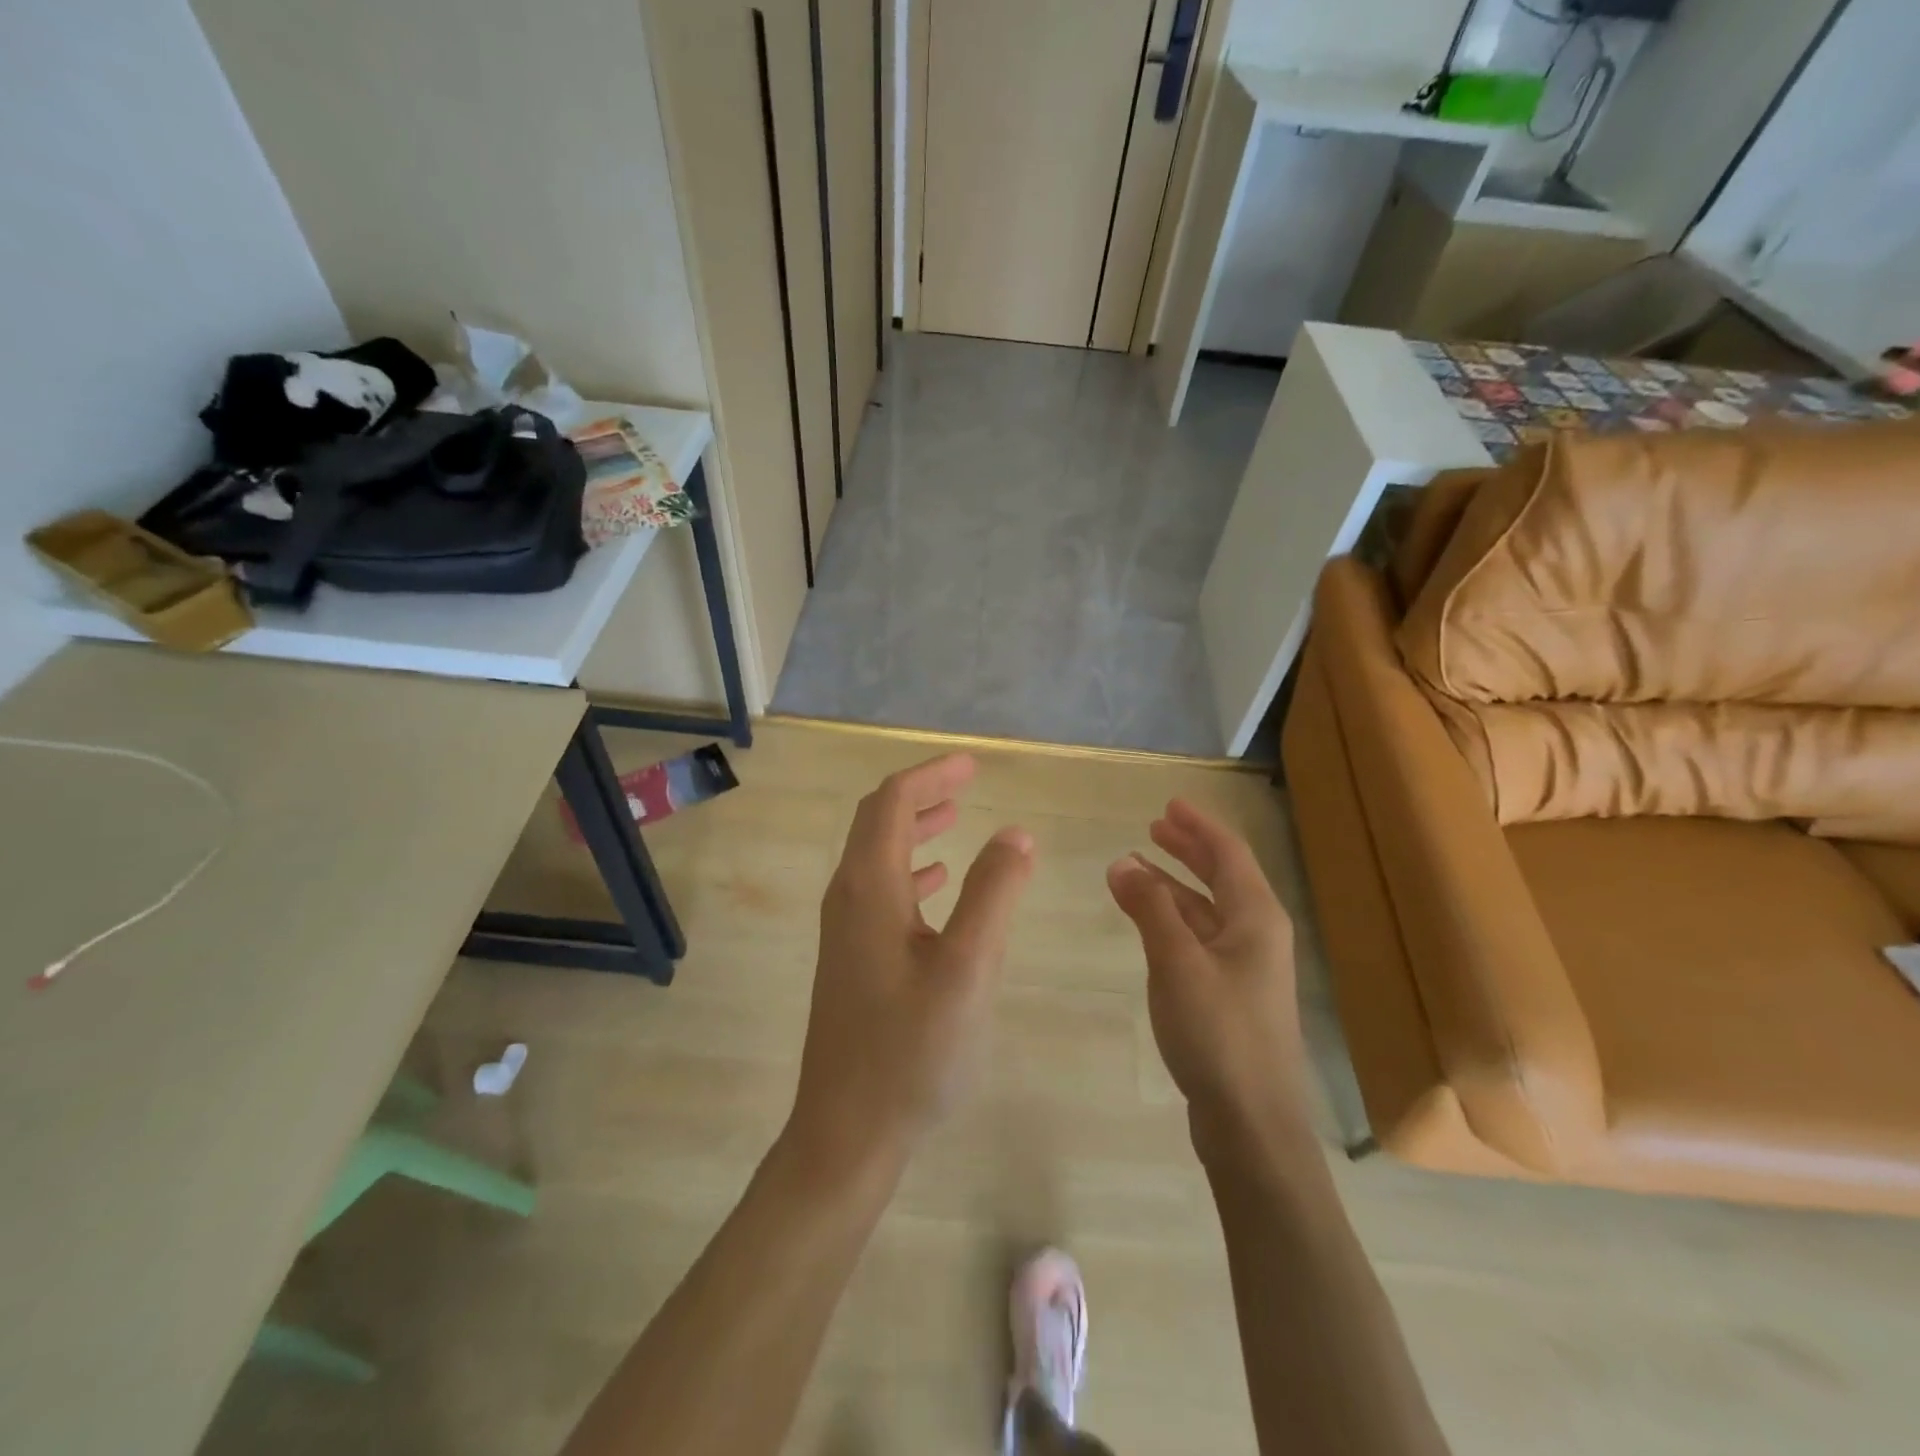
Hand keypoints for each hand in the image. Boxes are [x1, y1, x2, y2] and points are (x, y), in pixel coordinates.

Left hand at [786, 754, 1034, 1181]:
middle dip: (921, 794)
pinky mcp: (851, 958)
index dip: (932, 775)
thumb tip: (1015, 833)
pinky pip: (881, 892)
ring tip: (955, 818)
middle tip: (966, 782)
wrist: (846, 1132)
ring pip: (878, 856)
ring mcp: (845, 930)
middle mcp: (848, 897)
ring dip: (914, 829)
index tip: (973, 765)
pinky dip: (912, 870)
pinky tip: (938, 883)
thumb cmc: (910, 1050)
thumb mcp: (967, 969)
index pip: (892, 802)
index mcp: (869, 888)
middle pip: (877, 821)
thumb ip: (993, 894)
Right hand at [1106, 799, 1301, 1146]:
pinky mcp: (1231, 995)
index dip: (1199, 825)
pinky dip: (1174, 920)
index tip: (1169, 804)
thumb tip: (1122, 861)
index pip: (1229, 853)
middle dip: (1189, 849)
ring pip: (1208, 909)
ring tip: (1138, 866)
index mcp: (1256, 918)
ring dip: (1176, 884)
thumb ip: (1149, 908)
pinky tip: (1149, 922)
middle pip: (1223, 877)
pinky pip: (1200, 938)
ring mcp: (1246, 968)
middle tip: (1154, 826)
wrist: (1252, 1122)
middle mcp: (1258, 935)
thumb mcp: (1177, 962)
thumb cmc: (1218, 1033)